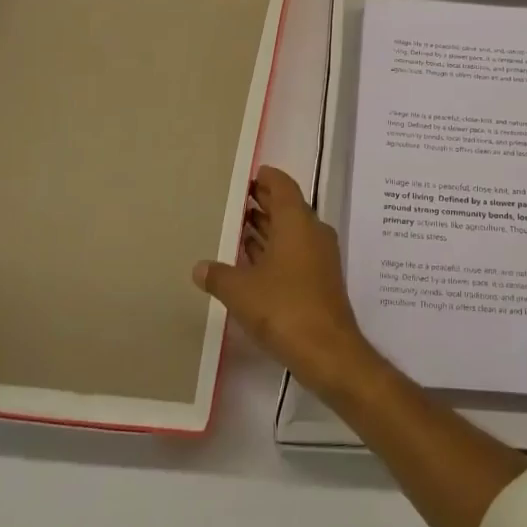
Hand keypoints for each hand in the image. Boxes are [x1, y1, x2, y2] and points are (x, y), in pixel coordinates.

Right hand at [193, 167, 374, 394]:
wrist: (328, 350)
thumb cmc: (283, 308)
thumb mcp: (241, 291)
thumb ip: (219, 275)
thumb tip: (199, 267)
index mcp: (296, 221)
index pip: (282, 185)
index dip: (265, 178)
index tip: (247, 176)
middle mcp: (312, 231)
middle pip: (287, 206)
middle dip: (263, 202)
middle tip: (236, 200)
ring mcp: (319, 255)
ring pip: (291, 231)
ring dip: (268, 227)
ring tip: (238, 227)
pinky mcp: (319, 278)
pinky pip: (294, 251)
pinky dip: (275, 249)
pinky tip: (252, 261)